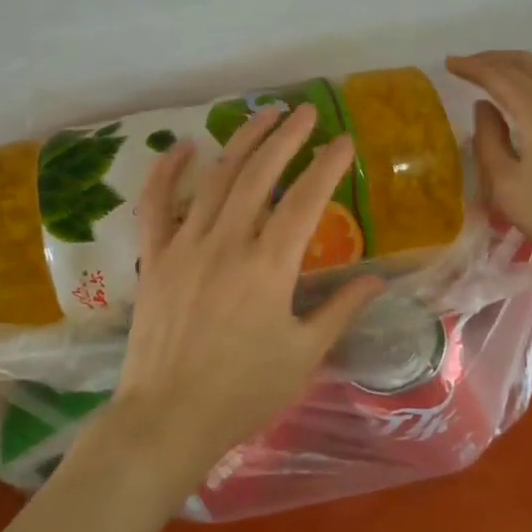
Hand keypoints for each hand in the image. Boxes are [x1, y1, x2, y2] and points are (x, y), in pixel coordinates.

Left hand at [97, 103, 385, 498]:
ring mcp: (185, 245)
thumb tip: (376, 281)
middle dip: (286, 137)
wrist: (167, 420)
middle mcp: (227, 243)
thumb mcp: (303, 355)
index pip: (306, 200)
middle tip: (306, 111)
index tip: (345, 141)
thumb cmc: (243, 393)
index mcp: (269, 266)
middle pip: (260, 174)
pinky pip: (156, 204)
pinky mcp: (154, 257)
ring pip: (216, 178)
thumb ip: (340, 311)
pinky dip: (167, 171)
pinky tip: (185, 146)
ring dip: (241, 141)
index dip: (328, 165)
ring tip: (263, 114)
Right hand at [446, 51, 531, 297]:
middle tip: (471, 64)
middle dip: (496, 58)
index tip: (450, 63)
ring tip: (502, 72)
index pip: (499, 75)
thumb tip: (484, 108)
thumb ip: (489, 141)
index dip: (472, 67)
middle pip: (528, 62)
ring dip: (522, 64)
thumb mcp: (507, 187)